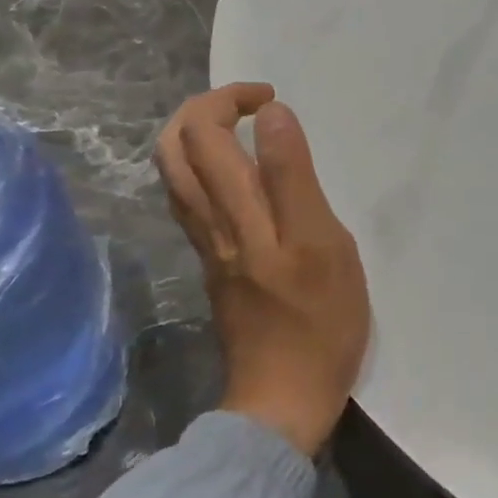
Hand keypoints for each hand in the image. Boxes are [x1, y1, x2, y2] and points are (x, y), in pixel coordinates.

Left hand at [155, 84, 369, 456]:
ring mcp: (208, 247)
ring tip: (241, 129)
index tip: (271, 99)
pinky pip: (190, 201)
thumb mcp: (324, 246)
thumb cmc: (319, 323)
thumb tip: (272, 117)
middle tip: (249, 104)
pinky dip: (202, 169)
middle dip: (202, 109)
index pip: (205, 133)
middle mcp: (210, 224)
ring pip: (174, 177)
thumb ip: (293, 178)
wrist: (283, 399)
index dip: (230, 98)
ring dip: (196, 137)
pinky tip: (236, 174)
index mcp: (239, 213)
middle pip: (173, 149)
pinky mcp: (214, 266)